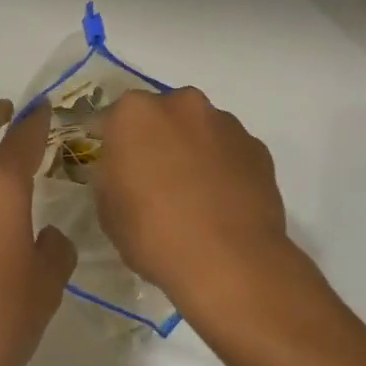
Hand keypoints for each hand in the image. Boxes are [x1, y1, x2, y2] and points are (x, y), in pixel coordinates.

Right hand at [94, 88, 294, 322]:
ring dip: (192, 150)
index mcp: (135, 114)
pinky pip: (229, 151)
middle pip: (160, 117)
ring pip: (198, 130)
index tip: (112, 168)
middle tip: (154, 179)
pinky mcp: (257, 147)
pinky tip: (221, 202)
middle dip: (155, 140)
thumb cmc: (154, 234)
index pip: (109, 120)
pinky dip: (222, 167)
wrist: (229, 261)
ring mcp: (225, 123)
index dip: (109, 144)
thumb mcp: (108, 210)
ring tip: (193, 194)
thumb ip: (111, 176)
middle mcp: (181, 105)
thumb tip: (123, 170)